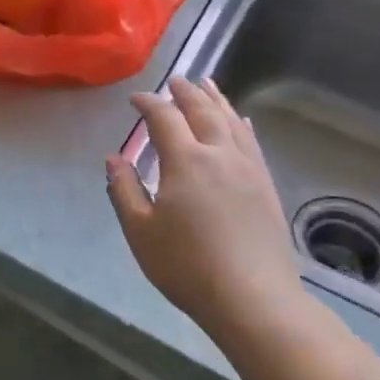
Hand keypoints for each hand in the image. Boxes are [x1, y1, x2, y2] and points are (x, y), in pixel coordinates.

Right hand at [106, 77, 301, 332]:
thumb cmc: (187, 266)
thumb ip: (124, 189)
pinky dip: (240, 123)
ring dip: (216, 99)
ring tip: (207, 84)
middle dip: (185, 92)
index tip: (135, 99)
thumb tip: (114, 158)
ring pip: (231, 121)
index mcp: (186, 161)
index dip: (148, 103)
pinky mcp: (266, 185)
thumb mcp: (140, 231)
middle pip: (203, 110)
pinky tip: (240, 120)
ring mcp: (248, 168)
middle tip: (174, 80)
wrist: (254, 299)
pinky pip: (251, 141)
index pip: (164, 118)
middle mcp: (220, 154)